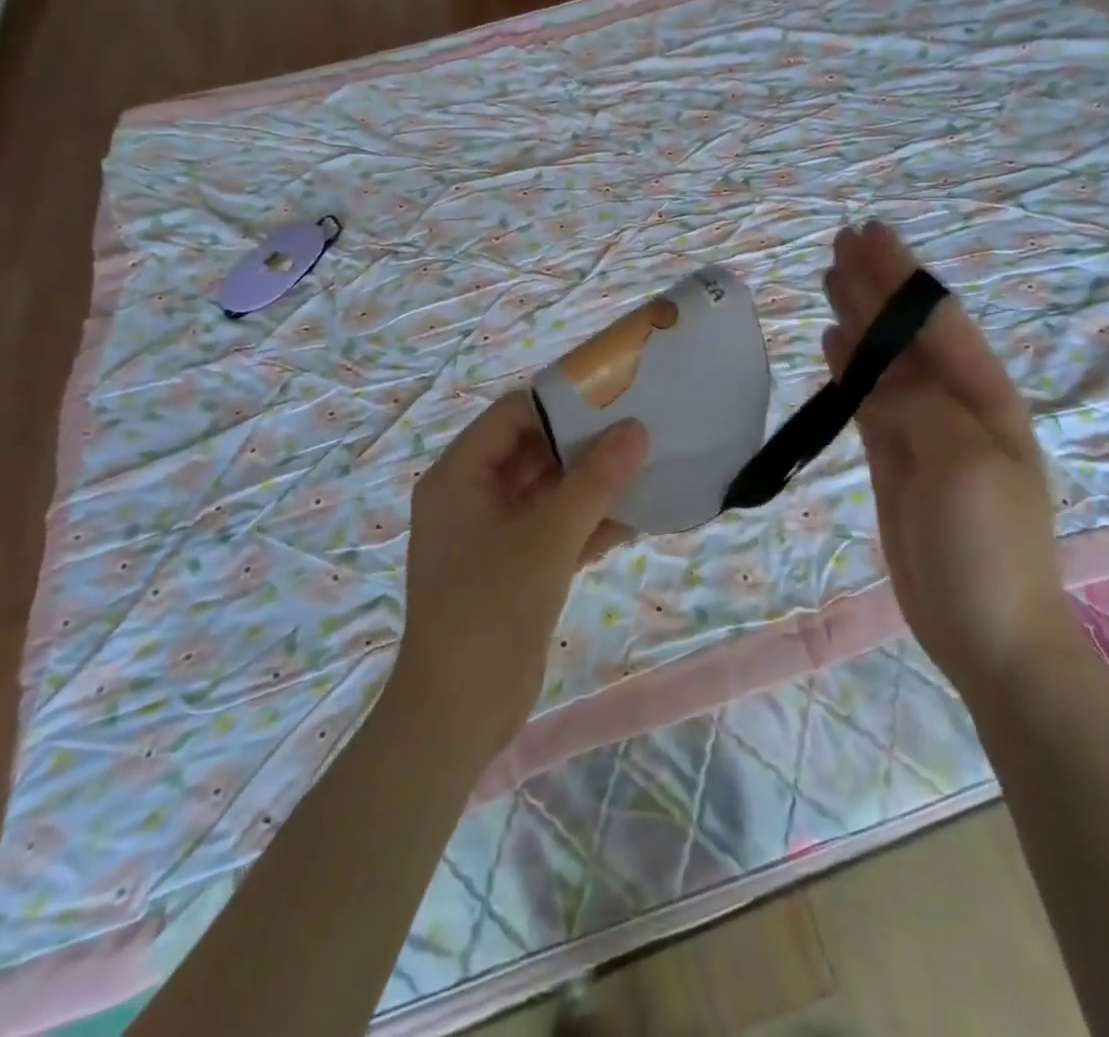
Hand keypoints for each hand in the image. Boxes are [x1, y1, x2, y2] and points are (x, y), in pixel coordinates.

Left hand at [392, 393, 647, 760]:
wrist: (460, 713)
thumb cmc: (492, 608)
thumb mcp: (548, 537)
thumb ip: (594, 481)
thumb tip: (636, 430)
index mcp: (460, 476)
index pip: (511, 416)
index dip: (560, 402)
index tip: (613, 395)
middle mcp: (472, 496)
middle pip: (532, 451)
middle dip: (584, 444)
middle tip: (640, 429)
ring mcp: (493, 533)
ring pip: (548, 491)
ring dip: (593, 485)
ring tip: (648, 467)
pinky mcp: (515, 566)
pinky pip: (555, 528)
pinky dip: (589, 523)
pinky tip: (637, 517)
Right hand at [822, 221, 1064, 689]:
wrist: (987, 631)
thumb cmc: (987, 545)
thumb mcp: (962, 464)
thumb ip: (919, 405)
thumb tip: (875, 369)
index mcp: (985, 397)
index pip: (936, 320)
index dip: (903, 276)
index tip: (869, 234)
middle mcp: (955, 404)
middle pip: (906, 333)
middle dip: (876, 286)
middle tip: (839, 243)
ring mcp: (922, 433)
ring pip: (883, 361)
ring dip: (858, 320)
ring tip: (829, 279)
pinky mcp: (894, 460)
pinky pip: (867, 400)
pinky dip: (848, 369)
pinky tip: (831, 343)